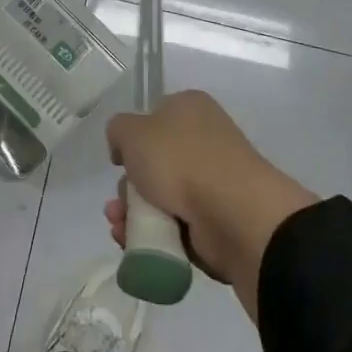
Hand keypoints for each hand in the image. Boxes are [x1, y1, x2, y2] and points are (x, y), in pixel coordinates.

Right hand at [105, 91, 317, 319]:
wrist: (232, 212)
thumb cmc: (180, 159)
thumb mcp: (133, 131)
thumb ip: (118, 130)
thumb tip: (124, 145)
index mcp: (190, 108)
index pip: (155, 117)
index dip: (133, 139)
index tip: (119, 161)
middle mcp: (204, 139)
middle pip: (155, 163)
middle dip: (129, 187)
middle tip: (118, 203)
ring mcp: (213, 181)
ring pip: (163, 196)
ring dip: (135, 214)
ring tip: (121, 229)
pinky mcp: (217, 218)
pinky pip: (177, 225)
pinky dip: (155, 234)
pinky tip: (135, 243)